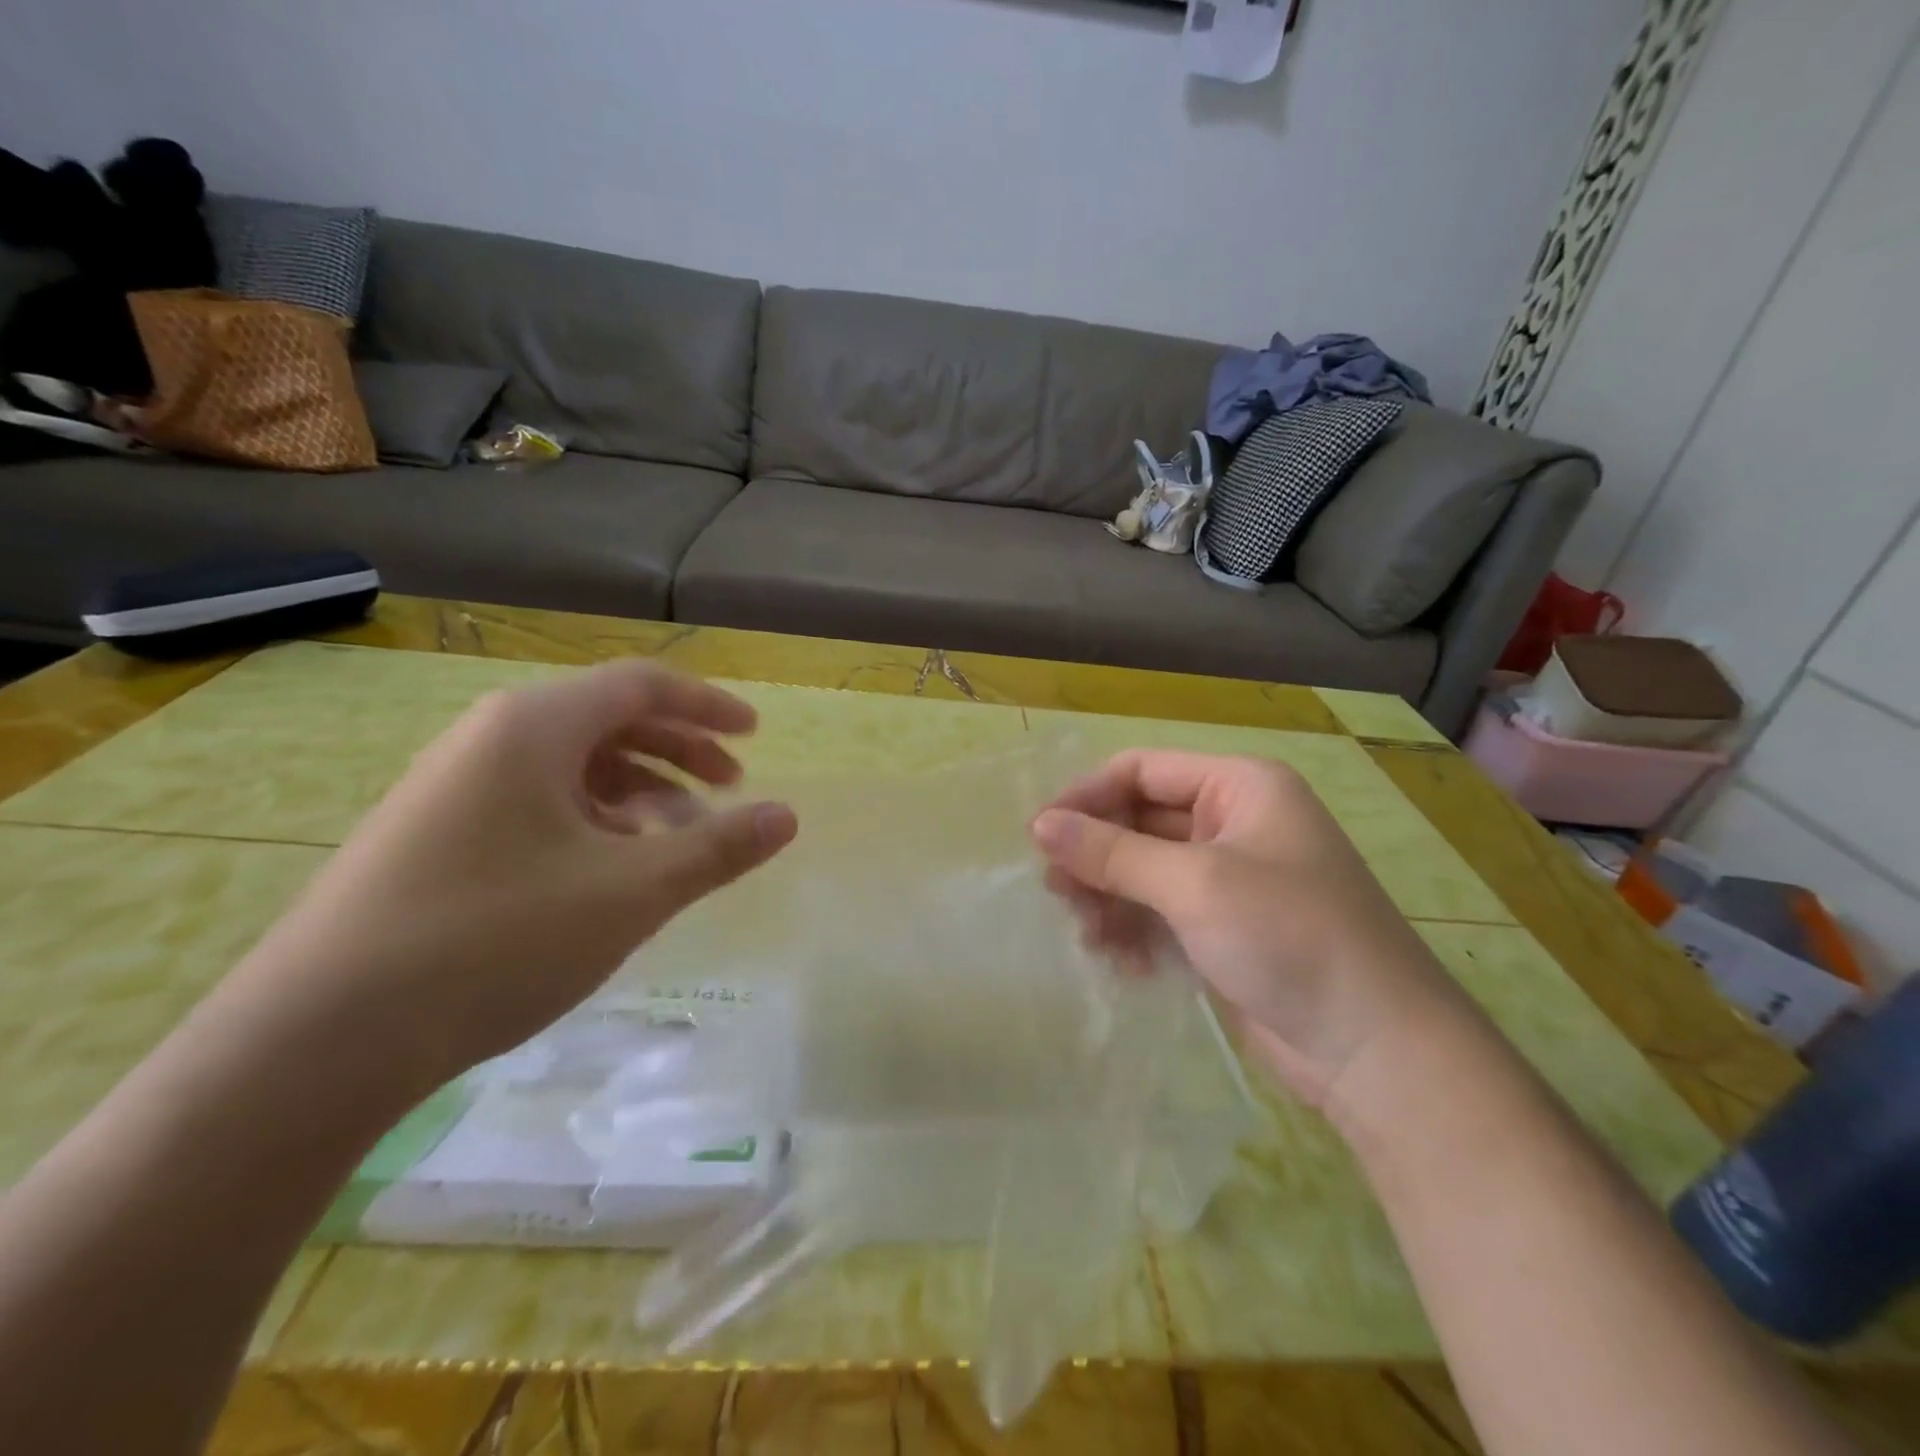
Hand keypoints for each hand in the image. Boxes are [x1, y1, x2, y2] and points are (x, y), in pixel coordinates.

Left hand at [225, 660, 797, 1090]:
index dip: (708, 706)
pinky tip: (610, 869)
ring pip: (572, 766)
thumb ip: (717, 849)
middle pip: (607, 720)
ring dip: (639, 790)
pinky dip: (592, 820)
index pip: (641, 686)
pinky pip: (536, 802)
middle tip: (730, 789)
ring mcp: (453, 786)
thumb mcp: (630, 893)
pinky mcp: (434, 834)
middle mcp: (489, 739)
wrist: (316, 1040)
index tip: (756, 736)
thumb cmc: (494, 940)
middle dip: (679, 750)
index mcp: (534, 727)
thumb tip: (788, 816)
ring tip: (678, 838)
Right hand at [1031, 750, 1466, 1107]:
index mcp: (1240, 786)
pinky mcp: (1226, 928)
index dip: (1087, 797)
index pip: (1141, 771)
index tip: (1039, 836)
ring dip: (1111, 899)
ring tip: (1087, 935)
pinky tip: (1123, 963)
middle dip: (1097, 856)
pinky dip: (1137, 931)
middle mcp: (1234, 822)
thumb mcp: (1194, 884)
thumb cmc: (1288, 937)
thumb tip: (1039, 824)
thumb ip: (1112, 852)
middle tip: (1056, 893)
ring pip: (1145, 871)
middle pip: (1140, 822)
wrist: (1377, 1051)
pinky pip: (1162, 912)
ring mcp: (1231, 878)